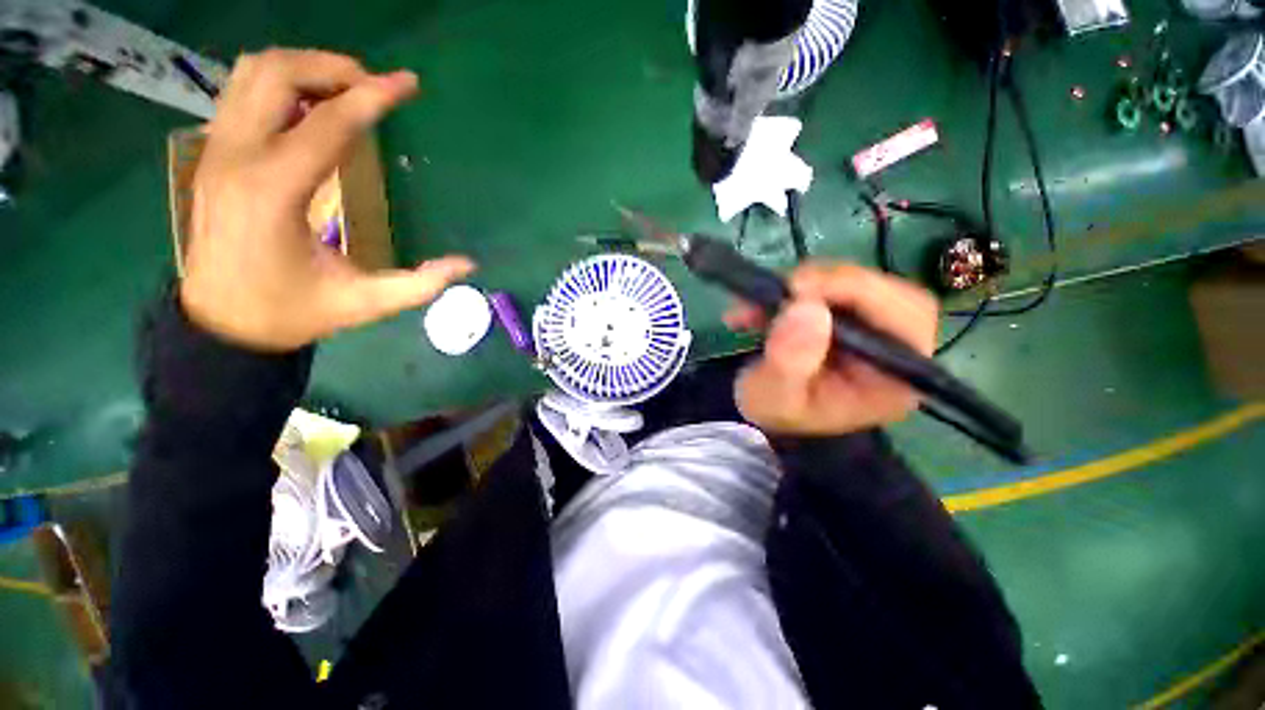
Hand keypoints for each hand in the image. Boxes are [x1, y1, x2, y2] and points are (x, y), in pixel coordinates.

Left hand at [180, 49, 475, 350]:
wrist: (222, 323)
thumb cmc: (291, 312)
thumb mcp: (364, 304)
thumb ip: (420, 284)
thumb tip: (467, 264)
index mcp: (274, 192)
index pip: (328, 123)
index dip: (373, 98)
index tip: (408, 84)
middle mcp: (237, 157)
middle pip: (278, 74)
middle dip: (334, 69)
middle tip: (376, 87)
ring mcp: (216, 150)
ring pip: (254, 73)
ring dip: (305, 69)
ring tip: (347, 91)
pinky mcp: (213, 153)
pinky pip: (243, 92)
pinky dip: (281, 84)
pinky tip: (312, 108)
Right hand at [725, 263, 938, 435]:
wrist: (770, 412)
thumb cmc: (777, 412)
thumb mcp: (774, 396)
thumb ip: (789, 361)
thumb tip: (807, 309)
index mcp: (894, 378)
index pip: (907, 317)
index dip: (859, 292)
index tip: (801, 290)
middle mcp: (895, 349)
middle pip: (886, 292)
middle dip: (828, 284)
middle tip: (780, 291)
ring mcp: (873, 328)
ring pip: (856, 283)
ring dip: (804, 285)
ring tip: (759, 305)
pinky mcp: (849, 316)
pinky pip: (831, 287)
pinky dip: (794, 289)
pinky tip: (764, 303)